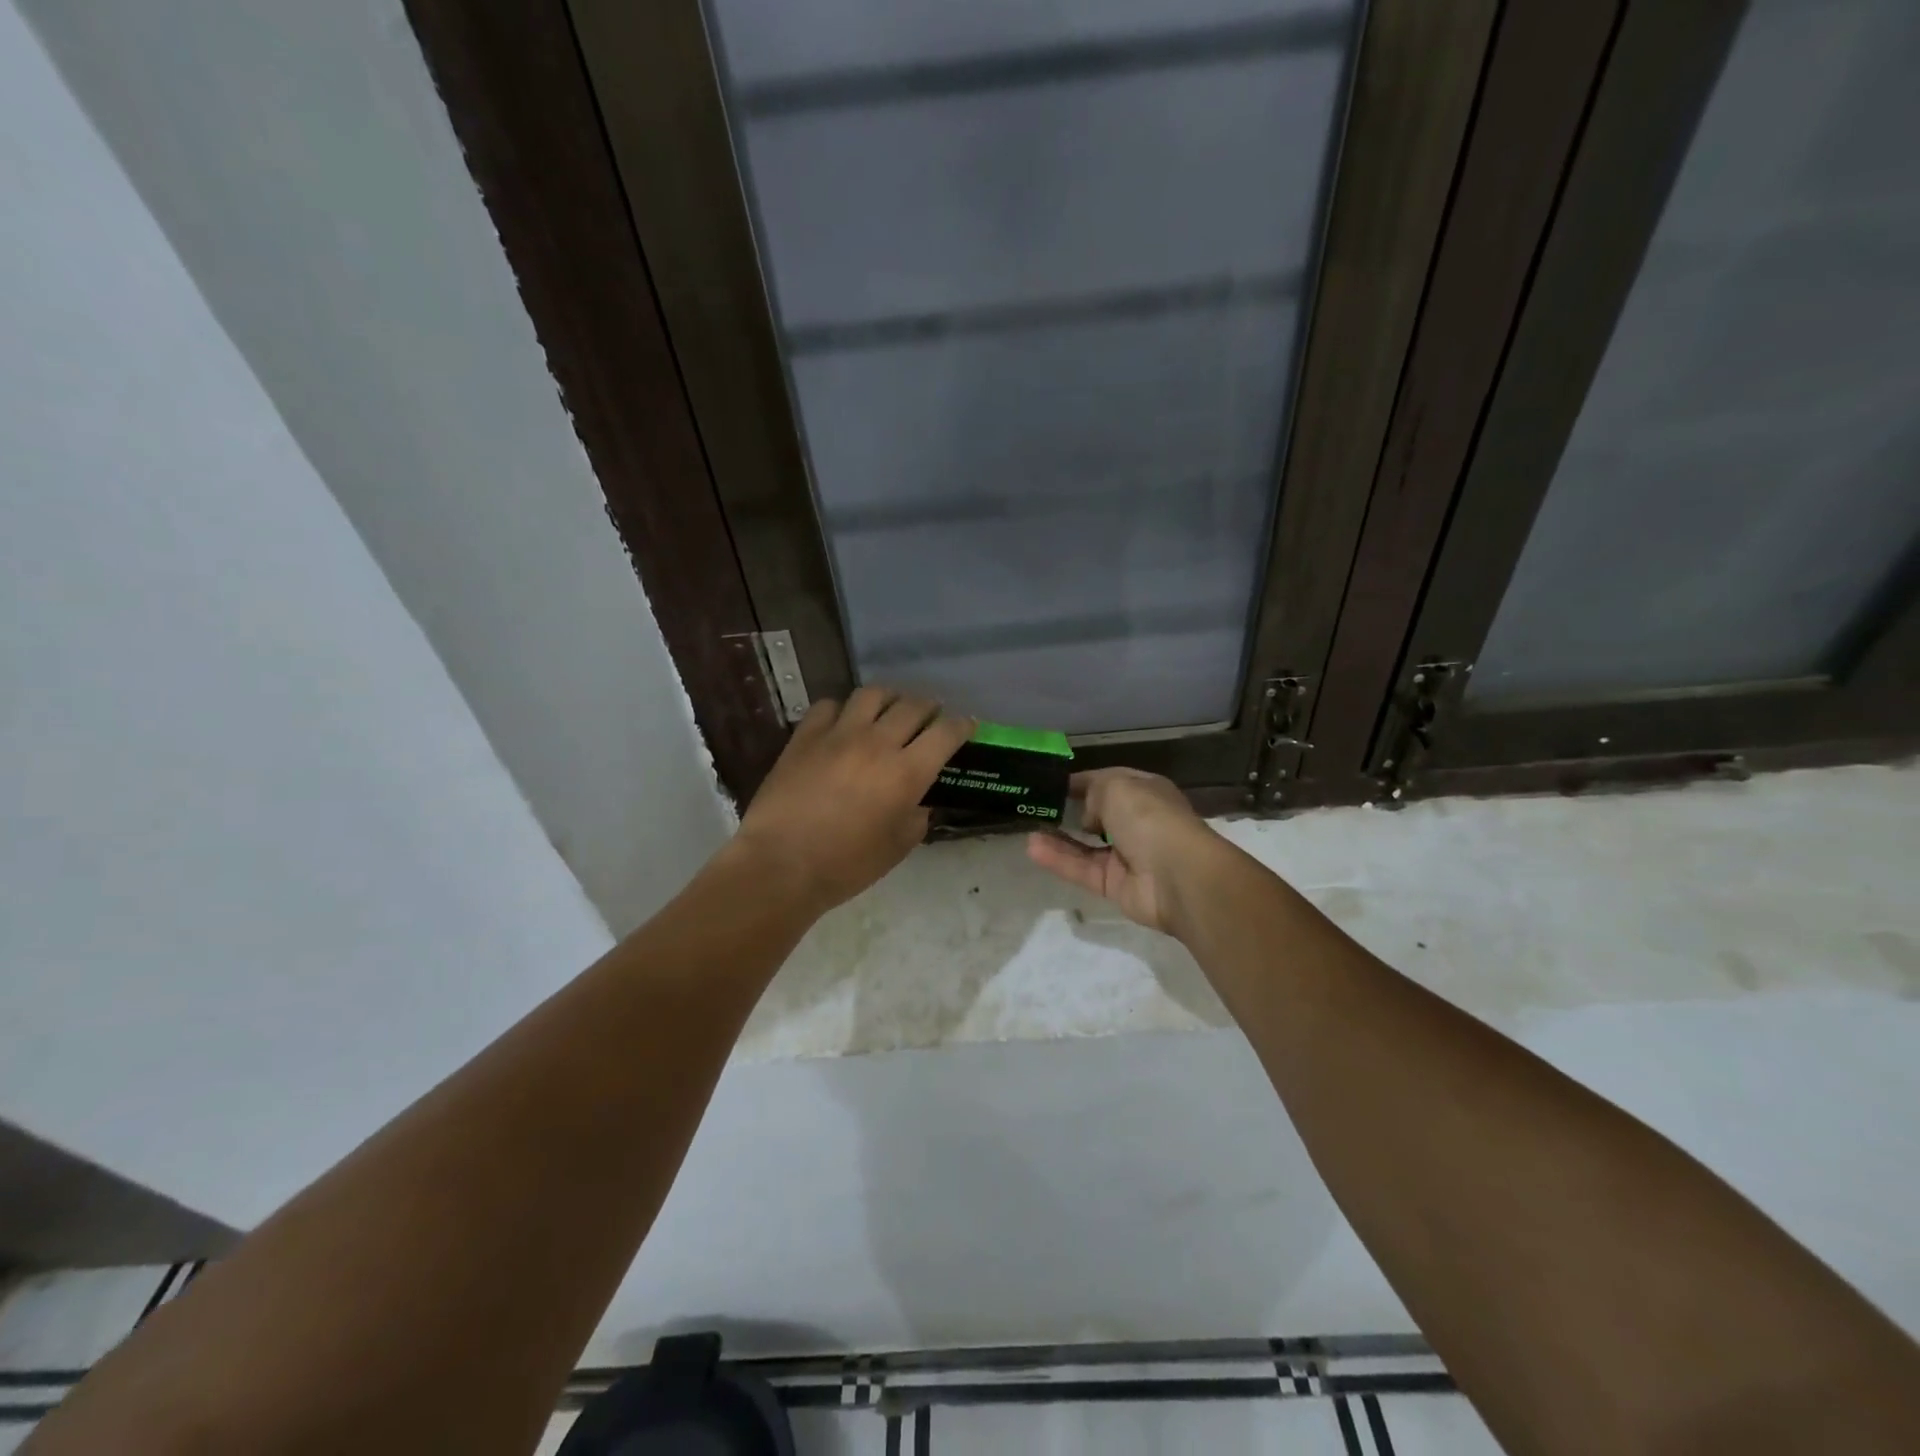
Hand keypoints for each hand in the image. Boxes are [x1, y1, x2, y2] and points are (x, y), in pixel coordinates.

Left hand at [732, 686, 972, 914]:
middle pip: (913, 706)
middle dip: (929, 708)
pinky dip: (843, 710)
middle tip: (930, 718)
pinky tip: (842, 723)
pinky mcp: (805, 736)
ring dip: (889, 699)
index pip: (946, 733)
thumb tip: (918, 800)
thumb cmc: (846, 865)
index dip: (962, 725)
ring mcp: (838, 734)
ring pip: (873, 694)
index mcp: (907, 772)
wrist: (781, 864)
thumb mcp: (898, 847)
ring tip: (889, 711)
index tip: (967, 725)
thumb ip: (917, 817)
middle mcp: (878, 742)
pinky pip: (829, 705)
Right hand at [1025, 768, 1220, 935]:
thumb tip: (1087, 815)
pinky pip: (1081, 869)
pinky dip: (1058, 859)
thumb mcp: (1117, 786)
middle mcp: (1137, 822)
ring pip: (1085, 845)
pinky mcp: (1114, 885)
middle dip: (1070, 810)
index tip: (1051, 782)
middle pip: (1098, 814)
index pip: (1109, 782)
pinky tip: (1032, 847)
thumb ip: (1093, 791)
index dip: (1082, 781)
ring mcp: (1126, 856)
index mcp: (1146, 792)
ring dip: (1058, 836)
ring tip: (1027, 827)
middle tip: (1035, 806)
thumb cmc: (1150, 818)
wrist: (1179, 876)